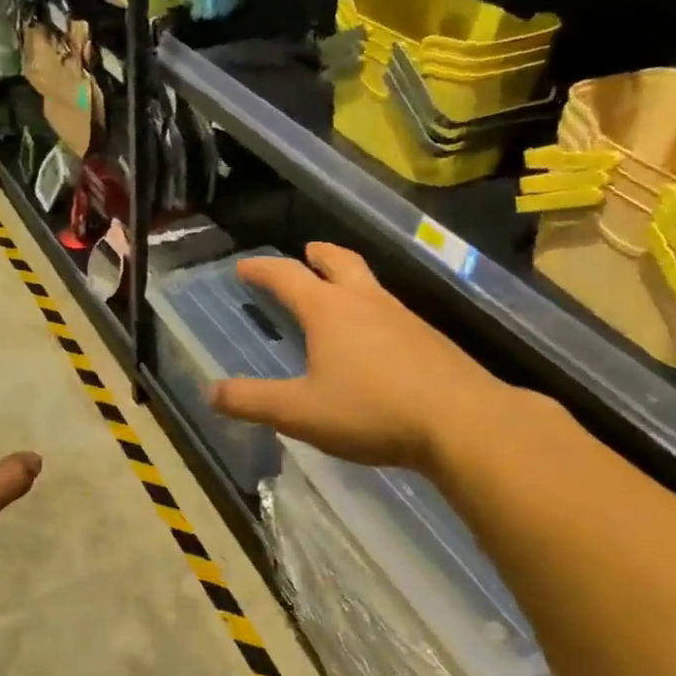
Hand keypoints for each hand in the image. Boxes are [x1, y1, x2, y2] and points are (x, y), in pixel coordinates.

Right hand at [210, 243, 521, 472]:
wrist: (464, 422)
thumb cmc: (372, 411)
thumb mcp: (299, 412)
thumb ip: (252, 401)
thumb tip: (211, 392)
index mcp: (328, 310)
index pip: (286, 276)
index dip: (261, 269)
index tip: (244, 267)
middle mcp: (366, 302)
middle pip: (340, 262)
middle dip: (319, 255)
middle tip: (307, 252)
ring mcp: (403, 317)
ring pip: (370, 284)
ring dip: (348, 279)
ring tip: (338, 294)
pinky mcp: (429, 339)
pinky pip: (391, 311)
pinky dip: (372, 310)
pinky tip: (375, 339)